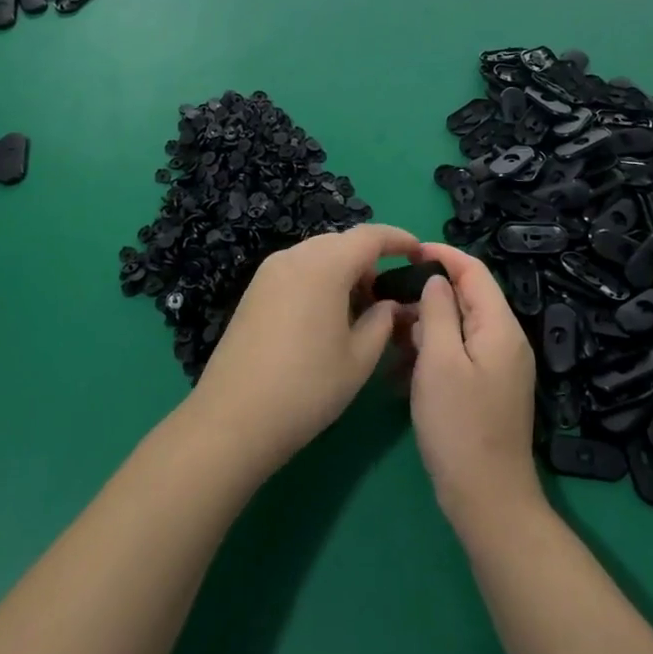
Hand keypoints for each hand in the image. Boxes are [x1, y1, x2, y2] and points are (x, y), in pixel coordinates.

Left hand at [185, 224, 418, 478]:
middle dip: (369, 259)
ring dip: (343, 270)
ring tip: (358, 310)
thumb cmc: (307, 387)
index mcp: (324, 264)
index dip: (398, 239)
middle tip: (387, 295)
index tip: (419, 253)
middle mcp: (295, 256)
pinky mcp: (254, 290)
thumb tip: (389, 304)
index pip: (369, 236)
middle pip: (341, 242)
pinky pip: (297, 270)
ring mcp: (269, 271)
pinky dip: (319, 280)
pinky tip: (326, 317)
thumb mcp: (359, 359)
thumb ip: (382, 321)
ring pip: (317, 255)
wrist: (233, 418)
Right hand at [408, 242, 541, 530]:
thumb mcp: (439, 361)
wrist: (488, 501)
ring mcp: (497, 367)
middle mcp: (505, 340)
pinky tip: (398, 375)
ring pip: (456, 328)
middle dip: (425, 296)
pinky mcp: (486, 389)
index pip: (474, 271)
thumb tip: (435, 279)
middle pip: (465, 298)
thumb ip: (438, 311)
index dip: (442, 255)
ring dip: (422, 328)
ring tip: (386, 338)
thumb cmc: (459, 426)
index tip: (406, 252)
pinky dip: (429, 356)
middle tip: (385, 302)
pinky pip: (456, 356)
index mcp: (500, 327)